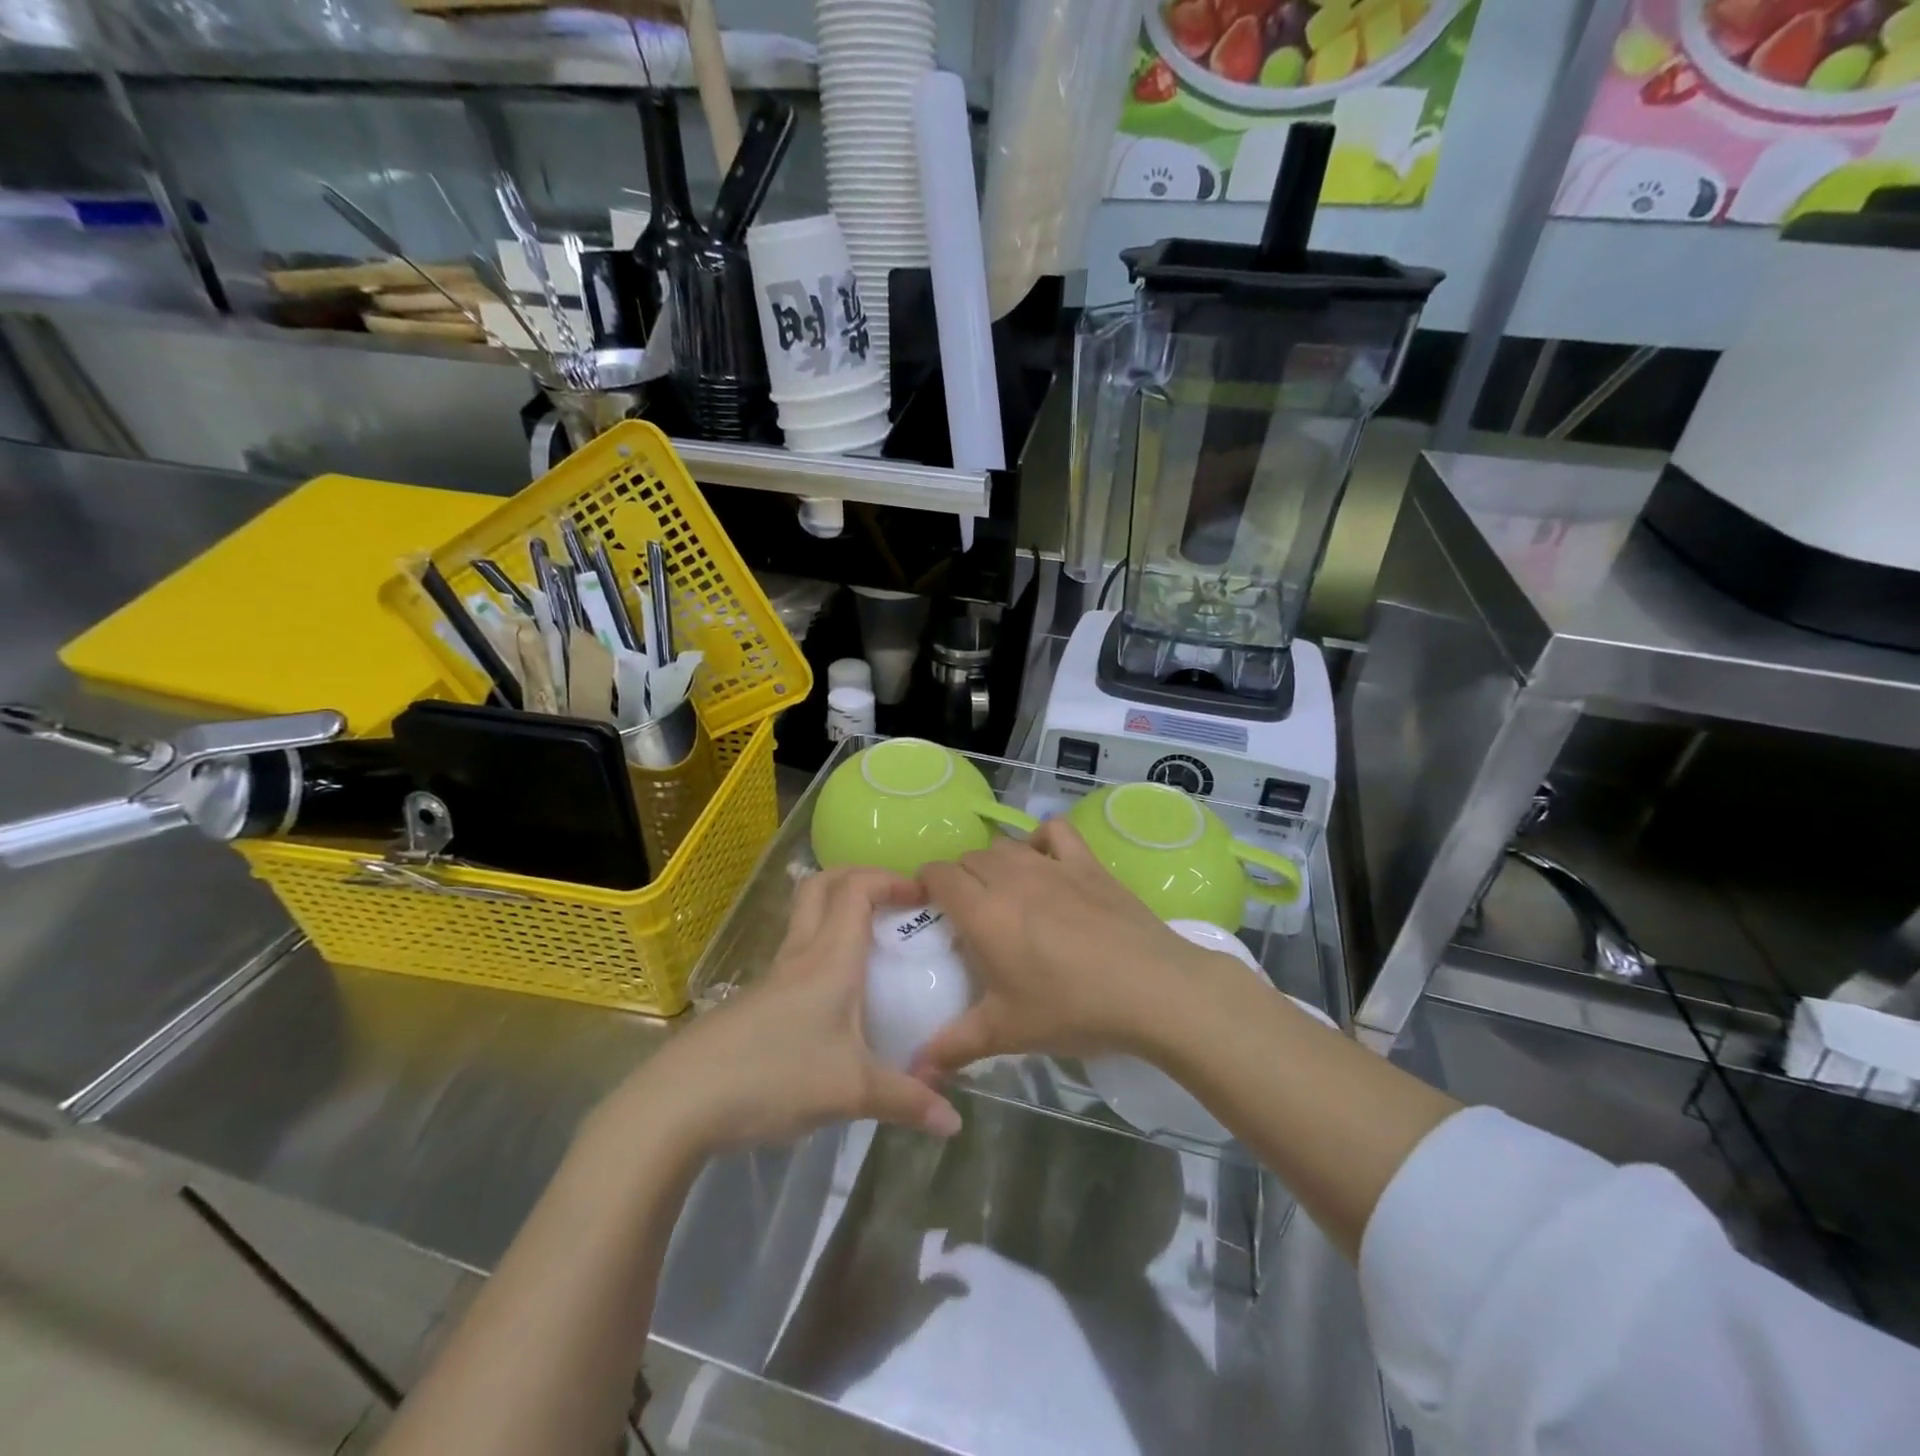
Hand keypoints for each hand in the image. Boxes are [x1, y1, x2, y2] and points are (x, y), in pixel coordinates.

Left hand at [603, 868, 962, 1155]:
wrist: (681, 1101)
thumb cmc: (775, 1077)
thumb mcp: (851, 1092)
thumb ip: (906, 1101)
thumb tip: (954, 1122)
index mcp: (830, 958)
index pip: (857, 889)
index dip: (890, 878)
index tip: (923, 893)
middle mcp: (801, 954)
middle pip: (823, 885)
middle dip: (860, 877)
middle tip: (894, 900)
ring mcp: (773, 977)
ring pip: (806, 918)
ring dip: (839, 911)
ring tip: (874, 943)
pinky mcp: (756, 1002)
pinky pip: (797, 955)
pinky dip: (824, 950)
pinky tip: (838, 996)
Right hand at [915, 820, 1217, 1075]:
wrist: (1151, 989)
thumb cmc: (1071, 1008)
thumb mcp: (1007, 1032)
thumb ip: (955, 1046)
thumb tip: (917, 1072)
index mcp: (983, 911)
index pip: (938, 875)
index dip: (926, 884)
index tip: (930, 908)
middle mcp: (1011, 876)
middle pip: (970, 858)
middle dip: (961, 878)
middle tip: (970, 916)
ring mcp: (1052, 864)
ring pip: (1006, 845)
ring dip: (995, 863)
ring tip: (1005, 895)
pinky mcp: (1087, 863)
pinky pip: (1055, 831)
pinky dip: (1042, 840)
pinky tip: (1046, 863)